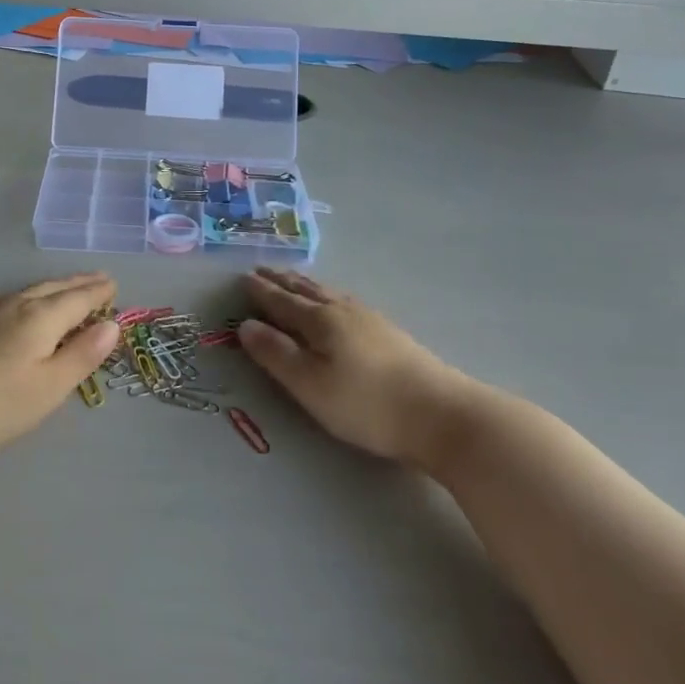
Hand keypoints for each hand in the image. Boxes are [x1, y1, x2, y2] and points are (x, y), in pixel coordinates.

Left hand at [0, 273, 121, 466]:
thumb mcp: (48, 387)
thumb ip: (82, 355)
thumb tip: (112, 325)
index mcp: (41, 317)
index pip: (78, 298)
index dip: (98, 292)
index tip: (114, 284)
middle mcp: (15, 305)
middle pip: (54, 288)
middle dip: (79, 283)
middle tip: (99, 278)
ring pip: (31, 291)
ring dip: (55, 288)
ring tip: (68, 289)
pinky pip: (13, 300)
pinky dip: (33, 298)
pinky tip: (24, 308)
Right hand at [238, 268, 484, 473]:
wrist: (441, 414)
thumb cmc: (366, 404)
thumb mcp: (310, 385)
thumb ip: (276, 354)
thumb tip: (245, 326)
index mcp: (320, 321)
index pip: (282, 301)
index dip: (261, 291)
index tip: (243, 277)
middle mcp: (344, 311)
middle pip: (306, 290)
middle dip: (281, 280)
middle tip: (262, 269)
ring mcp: (371, 319)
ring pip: (330, 293)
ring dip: (306, 284)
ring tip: (294, 280)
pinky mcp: (391, 333)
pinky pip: (347, 301)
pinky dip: (329, 295)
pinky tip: (338, 303)